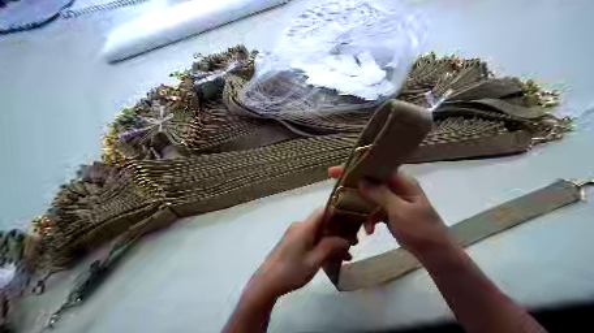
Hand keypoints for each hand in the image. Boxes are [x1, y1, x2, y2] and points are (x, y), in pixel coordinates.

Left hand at [249, 207, 348, 297]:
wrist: (267, 282)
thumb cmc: (291, 271)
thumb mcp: (314, 260)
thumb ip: (330, 246)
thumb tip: (345, 239)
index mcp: (304, 227)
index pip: (324, 211)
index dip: (339, 213)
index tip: (352, 222)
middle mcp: (300, 226)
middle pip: (323, 222)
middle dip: (339, 231)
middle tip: (353, 243)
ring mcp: (296, 234)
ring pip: (319, 232)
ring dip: (332, 241)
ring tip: (347, 255)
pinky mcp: (293, 242)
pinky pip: (312, 239)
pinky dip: (323, 246)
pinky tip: (333, 258)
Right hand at [327, 167, 452, 257]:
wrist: (435, 253)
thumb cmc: (421, 229)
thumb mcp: (400, 211)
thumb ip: (381, 194)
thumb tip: (362, 180)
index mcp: (402, 182)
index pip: (377, 168)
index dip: (357, 167)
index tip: (337, 171)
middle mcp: (397, 188)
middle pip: (371, 181)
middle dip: (354, 185)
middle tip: (335, 189)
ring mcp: (393, 201)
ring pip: (370, 196)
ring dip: (361, 206)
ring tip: (348, 214)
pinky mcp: (390, 213)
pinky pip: (375, 211)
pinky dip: (369, 219)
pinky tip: (368, 230)